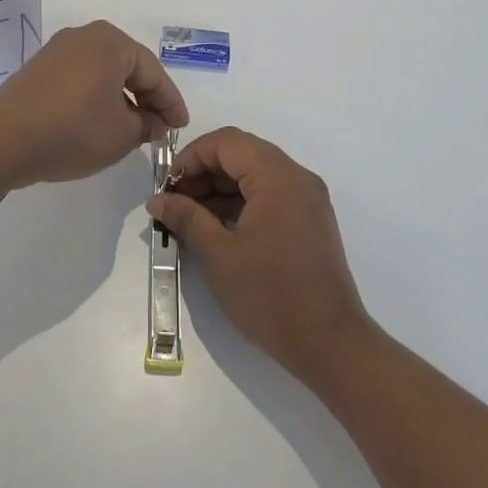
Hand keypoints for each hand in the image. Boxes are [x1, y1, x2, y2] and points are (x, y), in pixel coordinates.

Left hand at [0, 21, 189, 187]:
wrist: (2, 141)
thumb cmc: (73, 131)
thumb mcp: (122, 134)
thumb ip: (147, 124)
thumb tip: (153, 121)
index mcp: (110, 42)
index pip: (153, 72)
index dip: (171, 102)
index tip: (181, 126)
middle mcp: (84, 36)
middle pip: (127, 68)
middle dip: (146, 98)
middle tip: (159, 128)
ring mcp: (57, 51)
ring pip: (102, 74)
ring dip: (120, 100)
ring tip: (131, 130)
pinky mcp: (37, 70)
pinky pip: (79, 80)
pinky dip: (95, 99)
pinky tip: (98, 124)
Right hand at [149, 128, 375, 384]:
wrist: (329, 344)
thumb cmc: (270, 295)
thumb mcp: (219, 254)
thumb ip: (186, 217)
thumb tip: (157, 200)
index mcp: (278, 176)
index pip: (226, 142)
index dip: (191, 157)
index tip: (168, 187)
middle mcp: (297, 178)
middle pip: (241, 154)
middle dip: (204, 174)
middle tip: (174, 205)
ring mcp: (307, 199)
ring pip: (254, 175)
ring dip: (220, 190)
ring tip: (189, 221)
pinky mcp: (309, 221)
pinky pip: (269, 196)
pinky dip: (240, 204)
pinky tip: (216, 231)